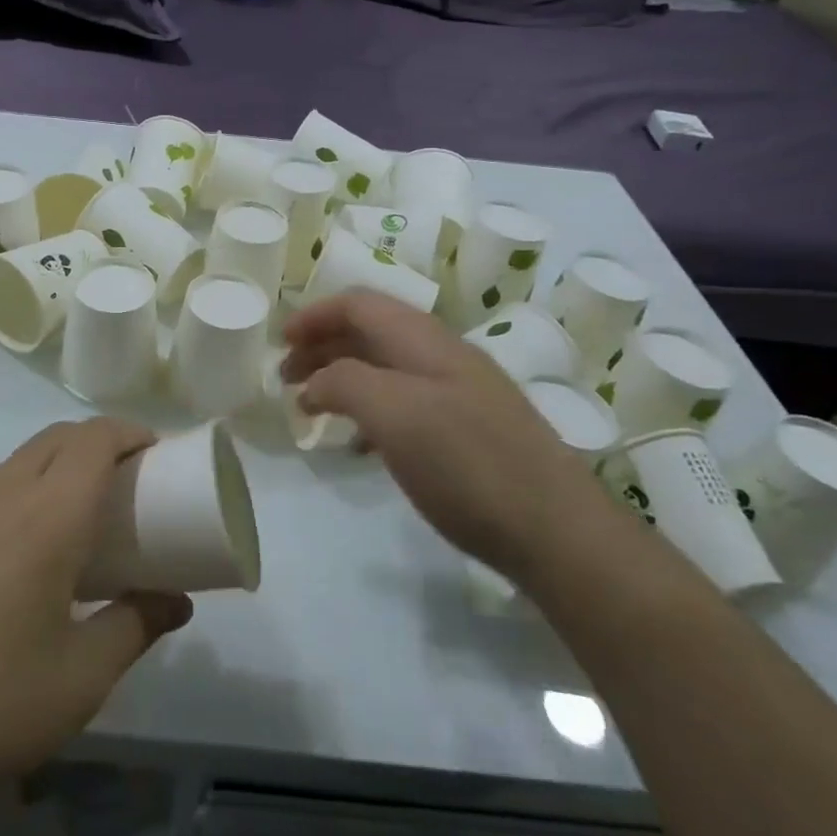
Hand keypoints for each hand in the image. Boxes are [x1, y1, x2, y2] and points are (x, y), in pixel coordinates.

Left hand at [0, 419, 192, 835]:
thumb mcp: (80, 680)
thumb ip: (135, 628)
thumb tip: (175, 602)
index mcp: (45, 516)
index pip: (94, 439)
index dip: (130, 432)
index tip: (156, 453)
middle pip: (57, 437)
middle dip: (98, 442)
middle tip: (126, 483)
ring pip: (18, 462)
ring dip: (56, 467)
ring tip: (76, 520)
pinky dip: (19, 495)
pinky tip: (17, 558)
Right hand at [283, 291, 611, 580]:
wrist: (558, 532)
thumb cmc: (467, 463)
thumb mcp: (395, 415)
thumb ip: (345, 383)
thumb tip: (316, 383)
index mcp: (424, 340)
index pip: (359, 303)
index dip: (315, 315)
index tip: (279, 342)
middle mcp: (442, 356)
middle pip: (370, 332)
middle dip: (322, 346)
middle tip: (285, 378)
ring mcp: (460, 393)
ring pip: (386, 367)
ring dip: (342, 377)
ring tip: (311, 407)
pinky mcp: (468, 431)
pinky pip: (405, 403)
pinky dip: (370, 410)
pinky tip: (358, 443)